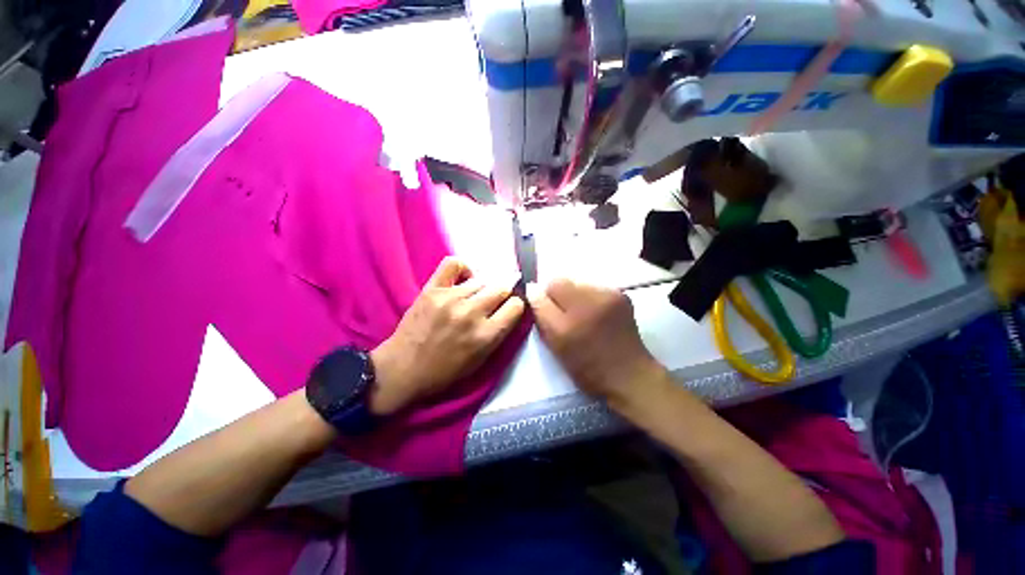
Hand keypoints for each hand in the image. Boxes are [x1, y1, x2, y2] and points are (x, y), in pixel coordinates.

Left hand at [368, 257, 525, 414]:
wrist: (402, 369)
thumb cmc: (445, 371)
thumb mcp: (481, 360)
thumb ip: (499, 333)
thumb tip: (510, 307)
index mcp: (485, 335)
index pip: (516, 305)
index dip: (515, 306)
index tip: (509, 309)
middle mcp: (471, 313)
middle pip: (502, 288)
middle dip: (503, 294)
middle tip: (495, 301)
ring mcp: (450, 298)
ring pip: (482, 279)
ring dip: (483, 288)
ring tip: (474, 296)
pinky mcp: (432, 289)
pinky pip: (454, 264)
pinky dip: (463, 268)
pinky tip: (463, 279)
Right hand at [531, 279, 661, 401]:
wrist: (628, 374)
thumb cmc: (587, 367)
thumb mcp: (556, 345)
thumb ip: (541, 314)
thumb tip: (532, 289)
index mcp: (570, 319)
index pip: (547, 288)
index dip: (545, 298)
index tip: (549, 313)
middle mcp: (590, 301)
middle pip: (563, 282)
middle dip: (559, 295)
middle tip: (566, 316)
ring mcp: (609, 295)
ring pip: (579, 284)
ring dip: (576, 295)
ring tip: (584, 316)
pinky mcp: (622, 295)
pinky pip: (595, 288)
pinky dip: (591, 297)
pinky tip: (598, 314)